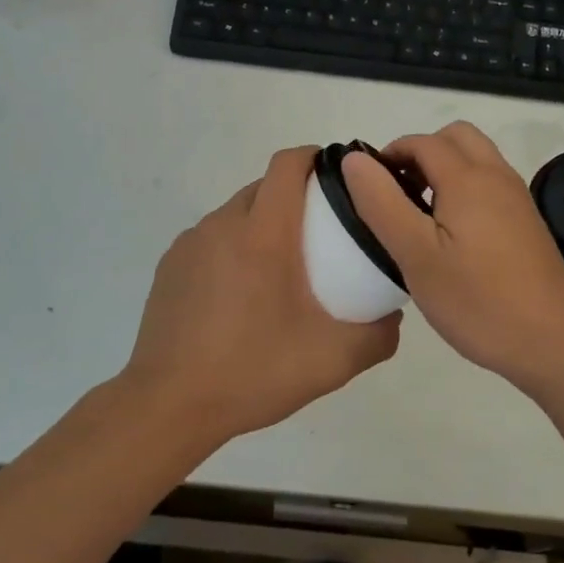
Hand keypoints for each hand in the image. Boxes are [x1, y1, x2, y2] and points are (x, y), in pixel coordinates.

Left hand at [123, 146, 400, 450]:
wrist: (169, 405)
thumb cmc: (254, 370)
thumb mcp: (333, 360)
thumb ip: (378, 335)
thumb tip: (393, 317)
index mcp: (264, 232)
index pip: (288, 164)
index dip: (315, 158)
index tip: (339, 177)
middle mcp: (223, 224)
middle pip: (264, 186)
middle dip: (295, 195)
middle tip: (322, 234)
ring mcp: (191, 244)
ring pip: (236, 214)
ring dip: (262, 224)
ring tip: (282, 269)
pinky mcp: (170, 266)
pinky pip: (211, 240)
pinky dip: (233, 249)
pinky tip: (241, 295)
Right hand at [342, 122, 563, 393]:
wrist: (555, 341)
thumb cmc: (478, 300)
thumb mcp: (415, 255)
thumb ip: (382, 203)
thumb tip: (355, 159)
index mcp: (468, 178)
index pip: (422, 142)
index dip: (390, 154)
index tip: (369, 189)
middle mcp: (497, 176)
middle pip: (456, 138)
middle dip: (421, 153)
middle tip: (398, 195)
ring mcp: (517, 199)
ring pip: (476, 160)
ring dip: (444, 170)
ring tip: (420, 217)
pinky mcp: (527, 223)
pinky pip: (490, 185)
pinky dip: (465, 190)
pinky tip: (452, 237)